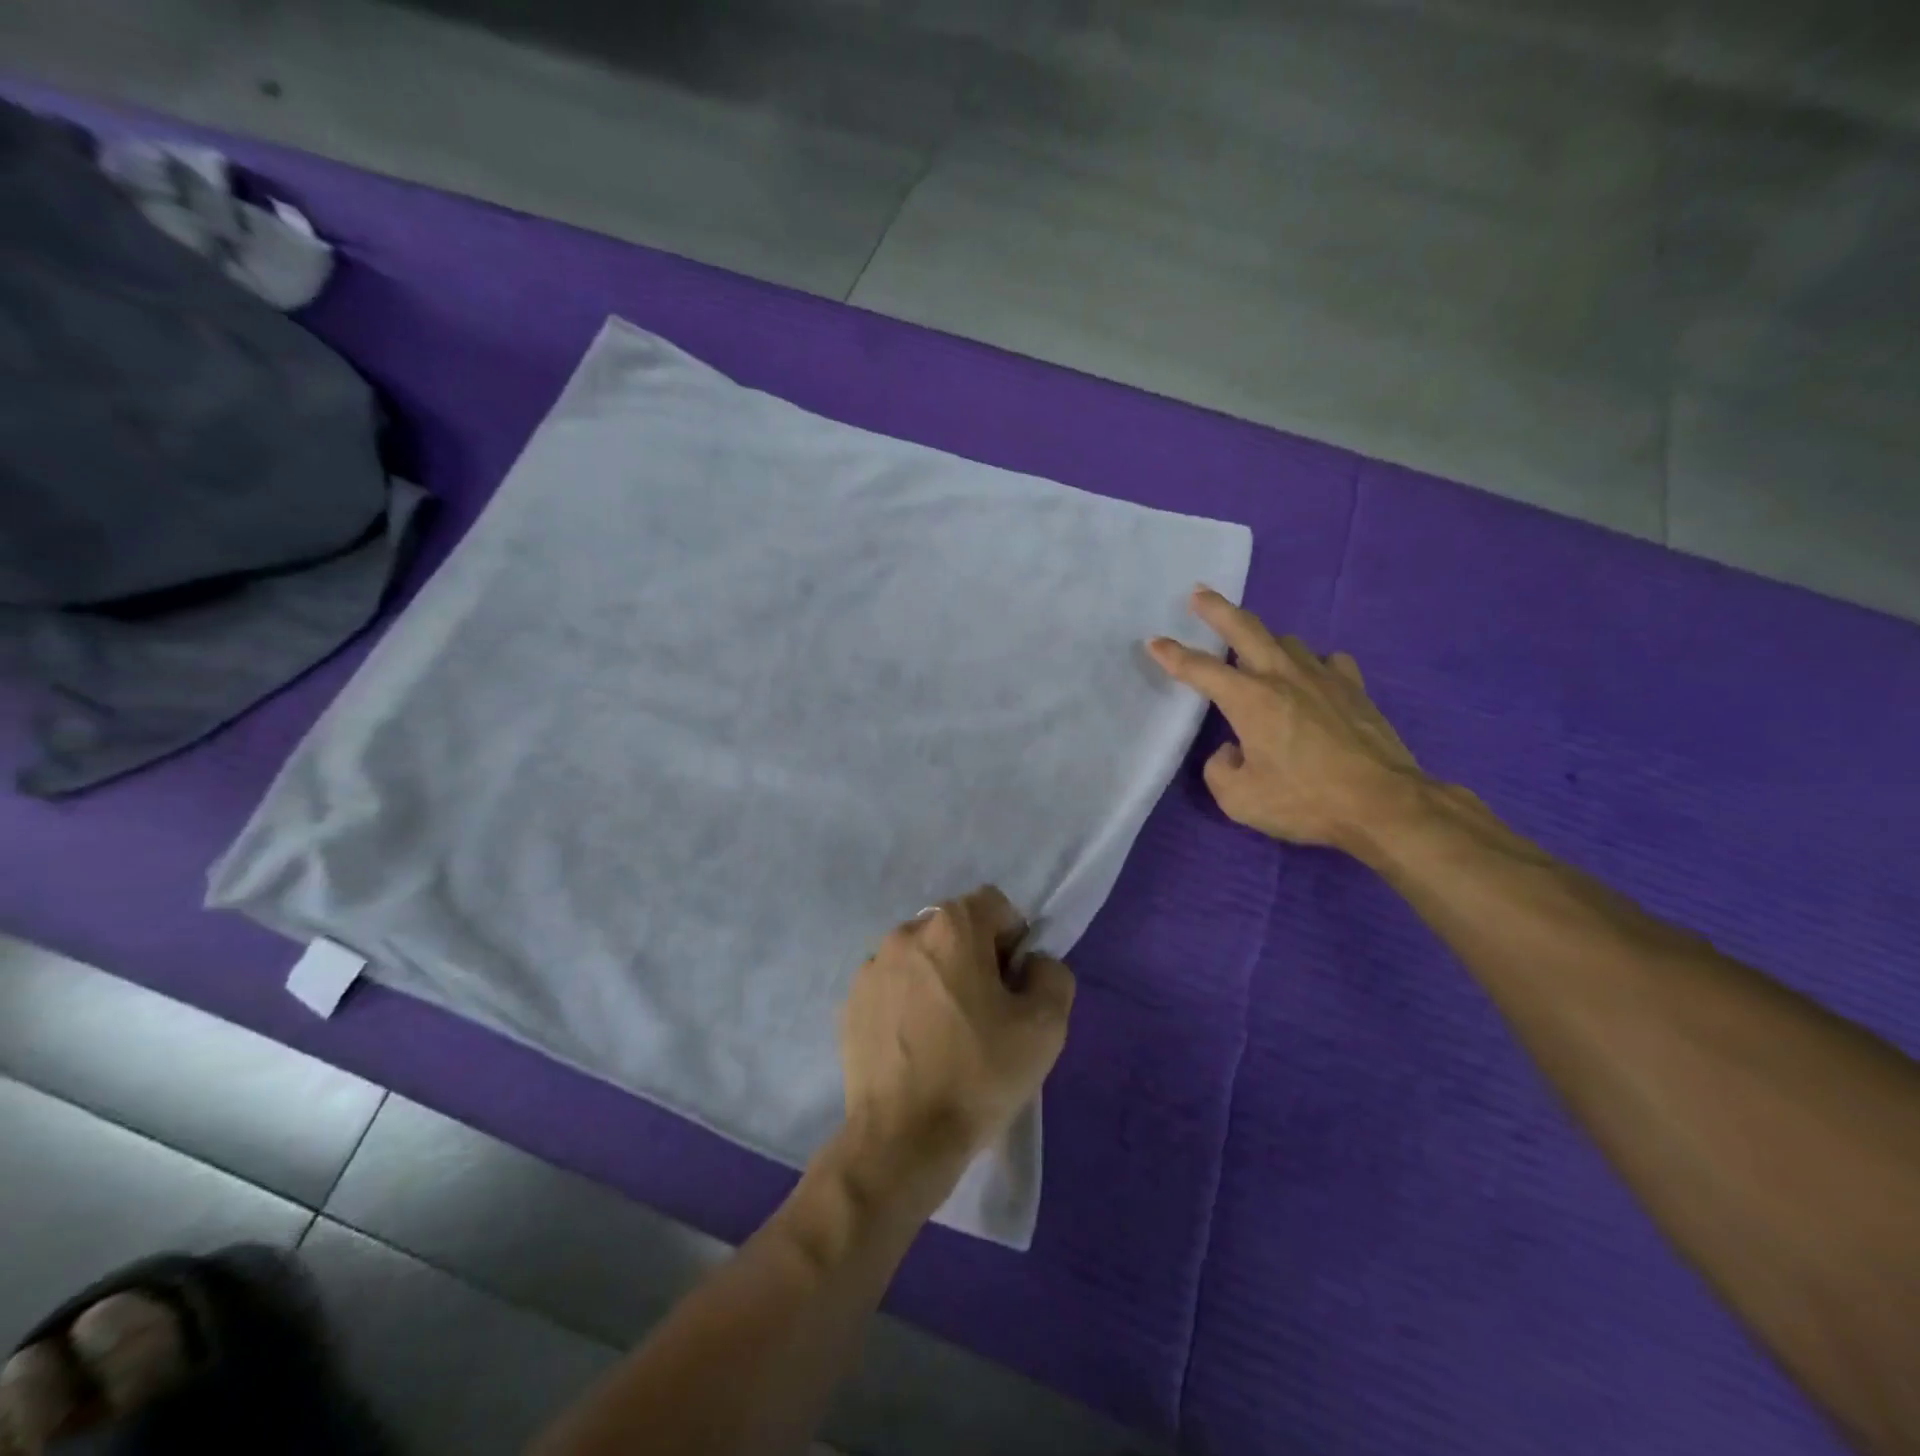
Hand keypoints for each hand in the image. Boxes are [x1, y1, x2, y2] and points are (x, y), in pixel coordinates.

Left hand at [840, 887, 1074, 1193]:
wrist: (902, 1139)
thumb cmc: (978, 1074)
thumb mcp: (1045, 1026)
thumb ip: (1052, 974)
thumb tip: (1032, 964)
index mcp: (951, 928)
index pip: (993, 904)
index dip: (1013, 937)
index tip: (1014, 984)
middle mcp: (905, 933)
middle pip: (955, 928)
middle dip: (976, 956)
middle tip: (987, 1011)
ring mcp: (871, 967)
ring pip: (922, 956)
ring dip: (940, 977)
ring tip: (948, 1032)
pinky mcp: (851, 1002)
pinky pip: (893, 985)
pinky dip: (909, 1001)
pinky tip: (918, 1047)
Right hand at [1147, 587, 1424, 851]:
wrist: (1384, 804)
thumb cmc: (1305, 801)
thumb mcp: (1240, 800)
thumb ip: (1220, 770)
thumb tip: (1231, 750)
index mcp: (1250, 700)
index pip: (1201, 670)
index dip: (1173, 655)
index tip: (1154, 642)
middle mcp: (1283, 677)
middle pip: (1246, 629)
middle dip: (1217, 609)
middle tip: (1199, 593)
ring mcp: (1324, 679)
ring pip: (1288, 642)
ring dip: (1265, 640)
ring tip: (1255, 648)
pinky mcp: (1355, 690)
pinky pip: (1329, 663)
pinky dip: (1313, 664)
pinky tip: (1314, 676)